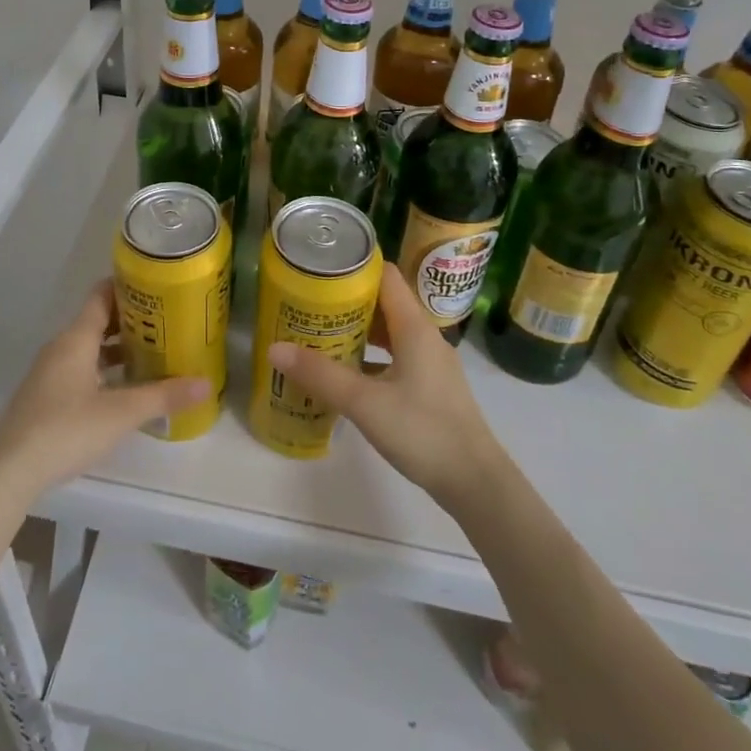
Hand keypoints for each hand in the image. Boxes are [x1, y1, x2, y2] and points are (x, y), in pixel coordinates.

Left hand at [0, 280, 209, 504]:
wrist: (8, 472)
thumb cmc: (66, 430)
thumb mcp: (121, 413)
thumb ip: (163, 396)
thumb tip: (206, 383)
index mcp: (76, 339)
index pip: (101, 295)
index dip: (127, 286)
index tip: (156, 285)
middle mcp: (61, 347)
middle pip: (97, 321)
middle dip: (130, 320)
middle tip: (165, 321)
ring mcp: (49, 372)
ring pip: (88, 348)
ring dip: (116, 348)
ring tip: (152, 353)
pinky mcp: (44, 397)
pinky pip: (79, 369)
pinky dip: (102, 369)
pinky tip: (122, 388)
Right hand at [267, 264, 506, 505]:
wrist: (475, 482)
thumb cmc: (422, 431)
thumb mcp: (364, 402)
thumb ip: (320, 375)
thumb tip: (274, 348)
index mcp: (414, 326)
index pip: (385, 276)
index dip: (354, 268)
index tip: (320, 270)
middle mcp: (425, 336)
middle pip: (384, 302)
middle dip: (347, 301)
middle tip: (309, 305)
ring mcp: (430, 362)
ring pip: (389, 332)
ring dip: (358, 330)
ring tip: (320, 335)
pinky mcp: (430, 387)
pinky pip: (395, 357)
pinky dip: (370, 357)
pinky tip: (346, 375)